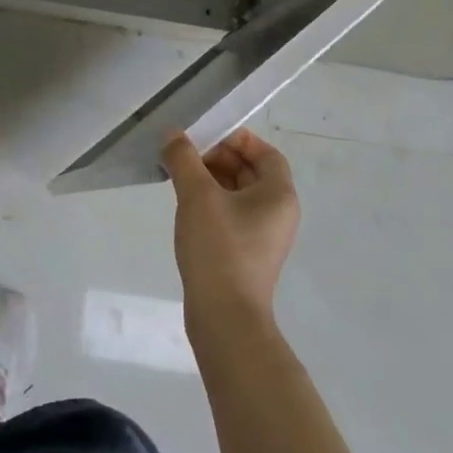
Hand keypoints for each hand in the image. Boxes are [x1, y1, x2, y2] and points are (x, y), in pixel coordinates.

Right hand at [165, 127, 300, 328]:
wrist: (225, 317)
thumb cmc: (219, 248)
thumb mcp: (197, 196)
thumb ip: (184, 159)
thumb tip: (173, 135)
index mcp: (279, 195)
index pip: (266, 154)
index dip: (238, 139)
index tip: (206, 135)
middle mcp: (278, 213)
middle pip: (251, 172)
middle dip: (218, 158)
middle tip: (185, 154)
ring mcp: (263, 236)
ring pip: (238, 195)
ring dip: (211, 180)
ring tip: (179, 176)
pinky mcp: (246, 254)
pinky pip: (231, 216)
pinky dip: (211, 203)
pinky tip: (185, 207)